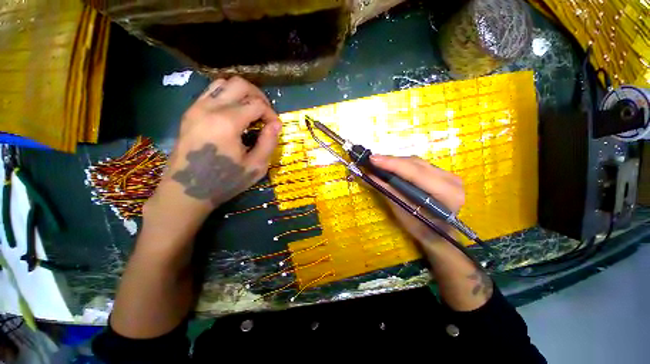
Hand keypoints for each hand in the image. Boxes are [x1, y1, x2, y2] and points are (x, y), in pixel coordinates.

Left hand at [145, 77, 281, 227]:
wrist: (186, 191)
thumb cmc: (225, 181)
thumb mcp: (255, 167)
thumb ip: (269, 143)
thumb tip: (276, 124)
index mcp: (228, 122)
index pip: (257, 104)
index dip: (271, 114)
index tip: (275, 128)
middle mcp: (210, 108)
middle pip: (240, 84)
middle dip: (259, 96)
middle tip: (266, 115)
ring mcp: (196, 108)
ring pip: (223, 83)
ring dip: (242, 94)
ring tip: (251, 112)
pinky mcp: (190, 113)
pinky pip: (211, 93)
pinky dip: (227, 97)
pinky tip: (234, 115)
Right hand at [369, 155, 464, 245]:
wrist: (439, 234)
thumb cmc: (422, 229)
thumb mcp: (403, 213)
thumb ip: (389, 192)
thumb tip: (370, 176)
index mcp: (447, 193)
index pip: (416, 173)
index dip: (393, 164)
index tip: (372, 159)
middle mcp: (451, 180)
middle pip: (416, 164)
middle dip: (391, 161)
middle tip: (371, 161)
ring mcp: (448, 175)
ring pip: (416, 162)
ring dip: (395, 162)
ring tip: (378, 163)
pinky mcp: (442, 173)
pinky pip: (418, 165)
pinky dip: (402, 165)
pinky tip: (390, 167)